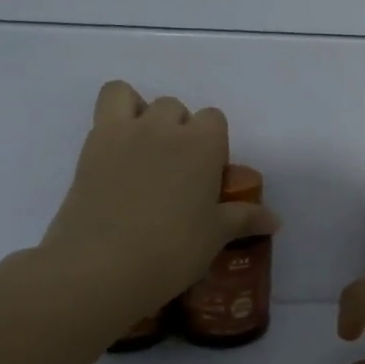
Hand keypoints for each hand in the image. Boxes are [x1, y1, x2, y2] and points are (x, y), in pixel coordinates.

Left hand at [39, 81, 278, 328]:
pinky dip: (112, 120)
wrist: (103, 266)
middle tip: (175, 171)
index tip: (207, 174)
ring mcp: (123, 133)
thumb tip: (274, 220)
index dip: (212, 144)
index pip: (214, 119)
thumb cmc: (172, 250)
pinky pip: (103, 109)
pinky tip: (116, 158)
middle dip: (178, 130)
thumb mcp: (215, 236)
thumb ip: (244, 219)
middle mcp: (164, 128)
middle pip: (175, 108)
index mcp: (202, 145)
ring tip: (141, 152)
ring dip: (140, 114)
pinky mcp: (90, 146)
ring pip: (132, 97)